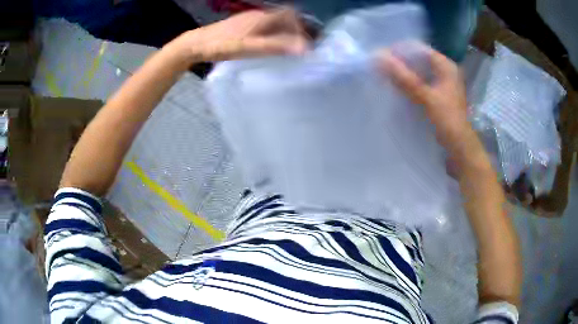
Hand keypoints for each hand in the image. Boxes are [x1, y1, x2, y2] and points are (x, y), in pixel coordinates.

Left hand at [174, 8, 309, 62]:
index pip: (290, 15)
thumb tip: (304, 48)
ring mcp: (248, 20)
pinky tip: (267, 48)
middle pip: (283, 19)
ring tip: (286, 51)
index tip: (306, 42)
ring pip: (272, 23)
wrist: (195, 45)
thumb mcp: (250, 47)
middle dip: (294, 31)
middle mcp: (258, 15)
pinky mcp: (240, 26)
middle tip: (299, 49)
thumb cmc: (222, 45)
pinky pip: (263, 28)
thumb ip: (276, 46)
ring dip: (282, 34)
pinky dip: (271, 35)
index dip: (301, 26)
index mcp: (263, 17)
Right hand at [377, 47, 474, 155]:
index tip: (381, 56)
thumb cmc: (447, 120)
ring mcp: (441, 83)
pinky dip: (408, 83)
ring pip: (418, 71)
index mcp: (446, 66)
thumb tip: (379, 58)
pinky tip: (397, 87)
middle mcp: (444, 71)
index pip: (419, 48)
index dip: (399, 50)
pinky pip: (420, 83)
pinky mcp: (438, 95)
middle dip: (399, 62)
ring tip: (385, 75)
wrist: (459, 147)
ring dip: (403, 73)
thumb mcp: (426, 97)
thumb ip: (404, 78)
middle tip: (380, 66)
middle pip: (418, 59)